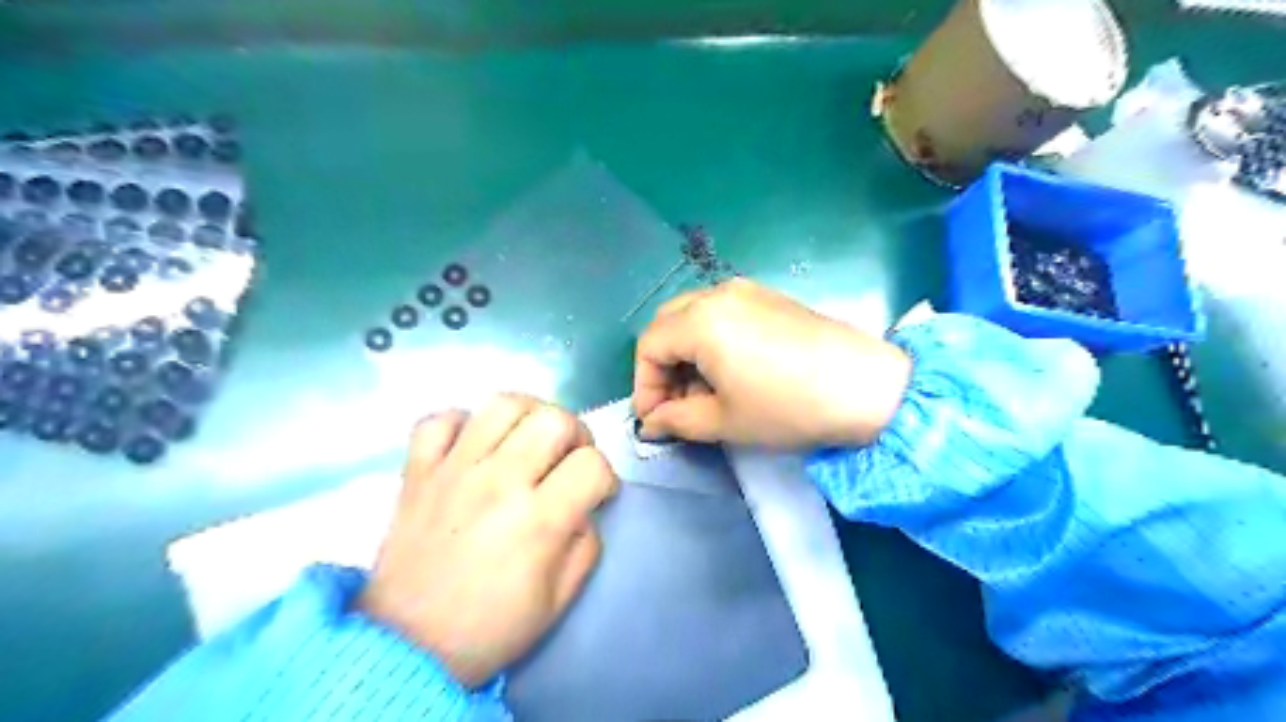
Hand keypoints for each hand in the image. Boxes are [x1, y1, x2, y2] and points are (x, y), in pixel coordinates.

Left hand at [359, 396, 619, 688]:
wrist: (407, 647)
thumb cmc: (491, 627)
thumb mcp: (560, 599)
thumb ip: (586, 543)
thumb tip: (585, 506)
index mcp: (538, 520)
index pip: (592, 464)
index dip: (606, 477)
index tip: (597, 494)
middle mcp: (498, 482)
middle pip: (554, 419)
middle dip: (576, 435)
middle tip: (567, 460)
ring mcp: (453, 470)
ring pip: (503, 404)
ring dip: (529, 416)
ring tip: (527, 440)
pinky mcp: (417, 471)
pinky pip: (440, 420)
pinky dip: (462, 424)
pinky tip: (473, 446)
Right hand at [633, 279, 913, 446]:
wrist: (866, 388)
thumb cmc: (788, 407)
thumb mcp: (725, 421)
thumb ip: (676, 420)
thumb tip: (652, 423)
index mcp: (700, 321)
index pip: (648, 346)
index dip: (644, 385)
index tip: (654, 420)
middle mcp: (718, 294)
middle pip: (667, 324)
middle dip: (661, 366)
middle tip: (674, 405)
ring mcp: (747, 291)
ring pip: (693, 316)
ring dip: (685, 353)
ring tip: (702, 393)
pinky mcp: (770, 297)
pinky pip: (721, 313)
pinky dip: (710, 340)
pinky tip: (728, 372)